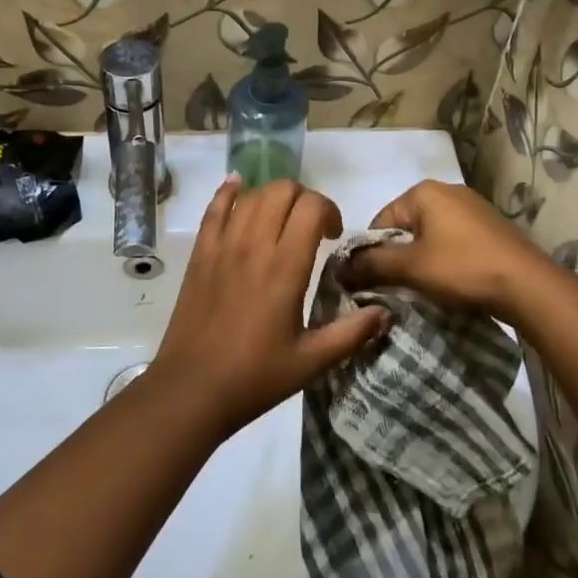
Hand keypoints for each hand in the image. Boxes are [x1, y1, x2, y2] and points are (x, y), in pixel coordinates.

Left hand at [147, 177, 389, 433]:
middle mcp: (253, 246)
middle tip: (311, 227)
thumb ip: (351, 333)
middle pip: (282, 191)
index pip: (311, 208)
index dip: (329, 210)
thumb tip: (385, 312)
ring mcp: (222, 247)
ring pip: (252, 195)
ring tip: (282, 220)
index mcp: (285, 268)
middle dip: (305, 198)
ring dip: (273, 197)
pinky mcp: (200, 254)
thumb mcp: (311, 362)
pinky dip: (229, 192)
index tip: (334, 236)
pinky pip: (214, 209)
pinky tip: (238, 187)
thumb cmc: (255, 377)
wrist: (192, 390)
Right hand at [337, 179, 551, 320]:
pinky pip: (453, 240)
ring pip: (429, 235)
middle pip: (405, 226)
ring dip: (421, 259)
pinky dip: (445, 258)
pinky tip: (452, 280)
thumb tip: (339, 268)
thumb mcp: (410, 268)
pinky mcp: (490, 226)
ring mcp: (472, 206)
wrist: (527, 285)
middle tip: (399, 287)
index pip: (380, 221)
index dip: (372, 253)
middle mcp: (447, 190)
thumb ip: (372, 264)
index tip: (374, 282)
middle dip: (398, 256)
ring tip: (425, 287)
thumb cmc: (462, 269)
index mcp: (423, 192)